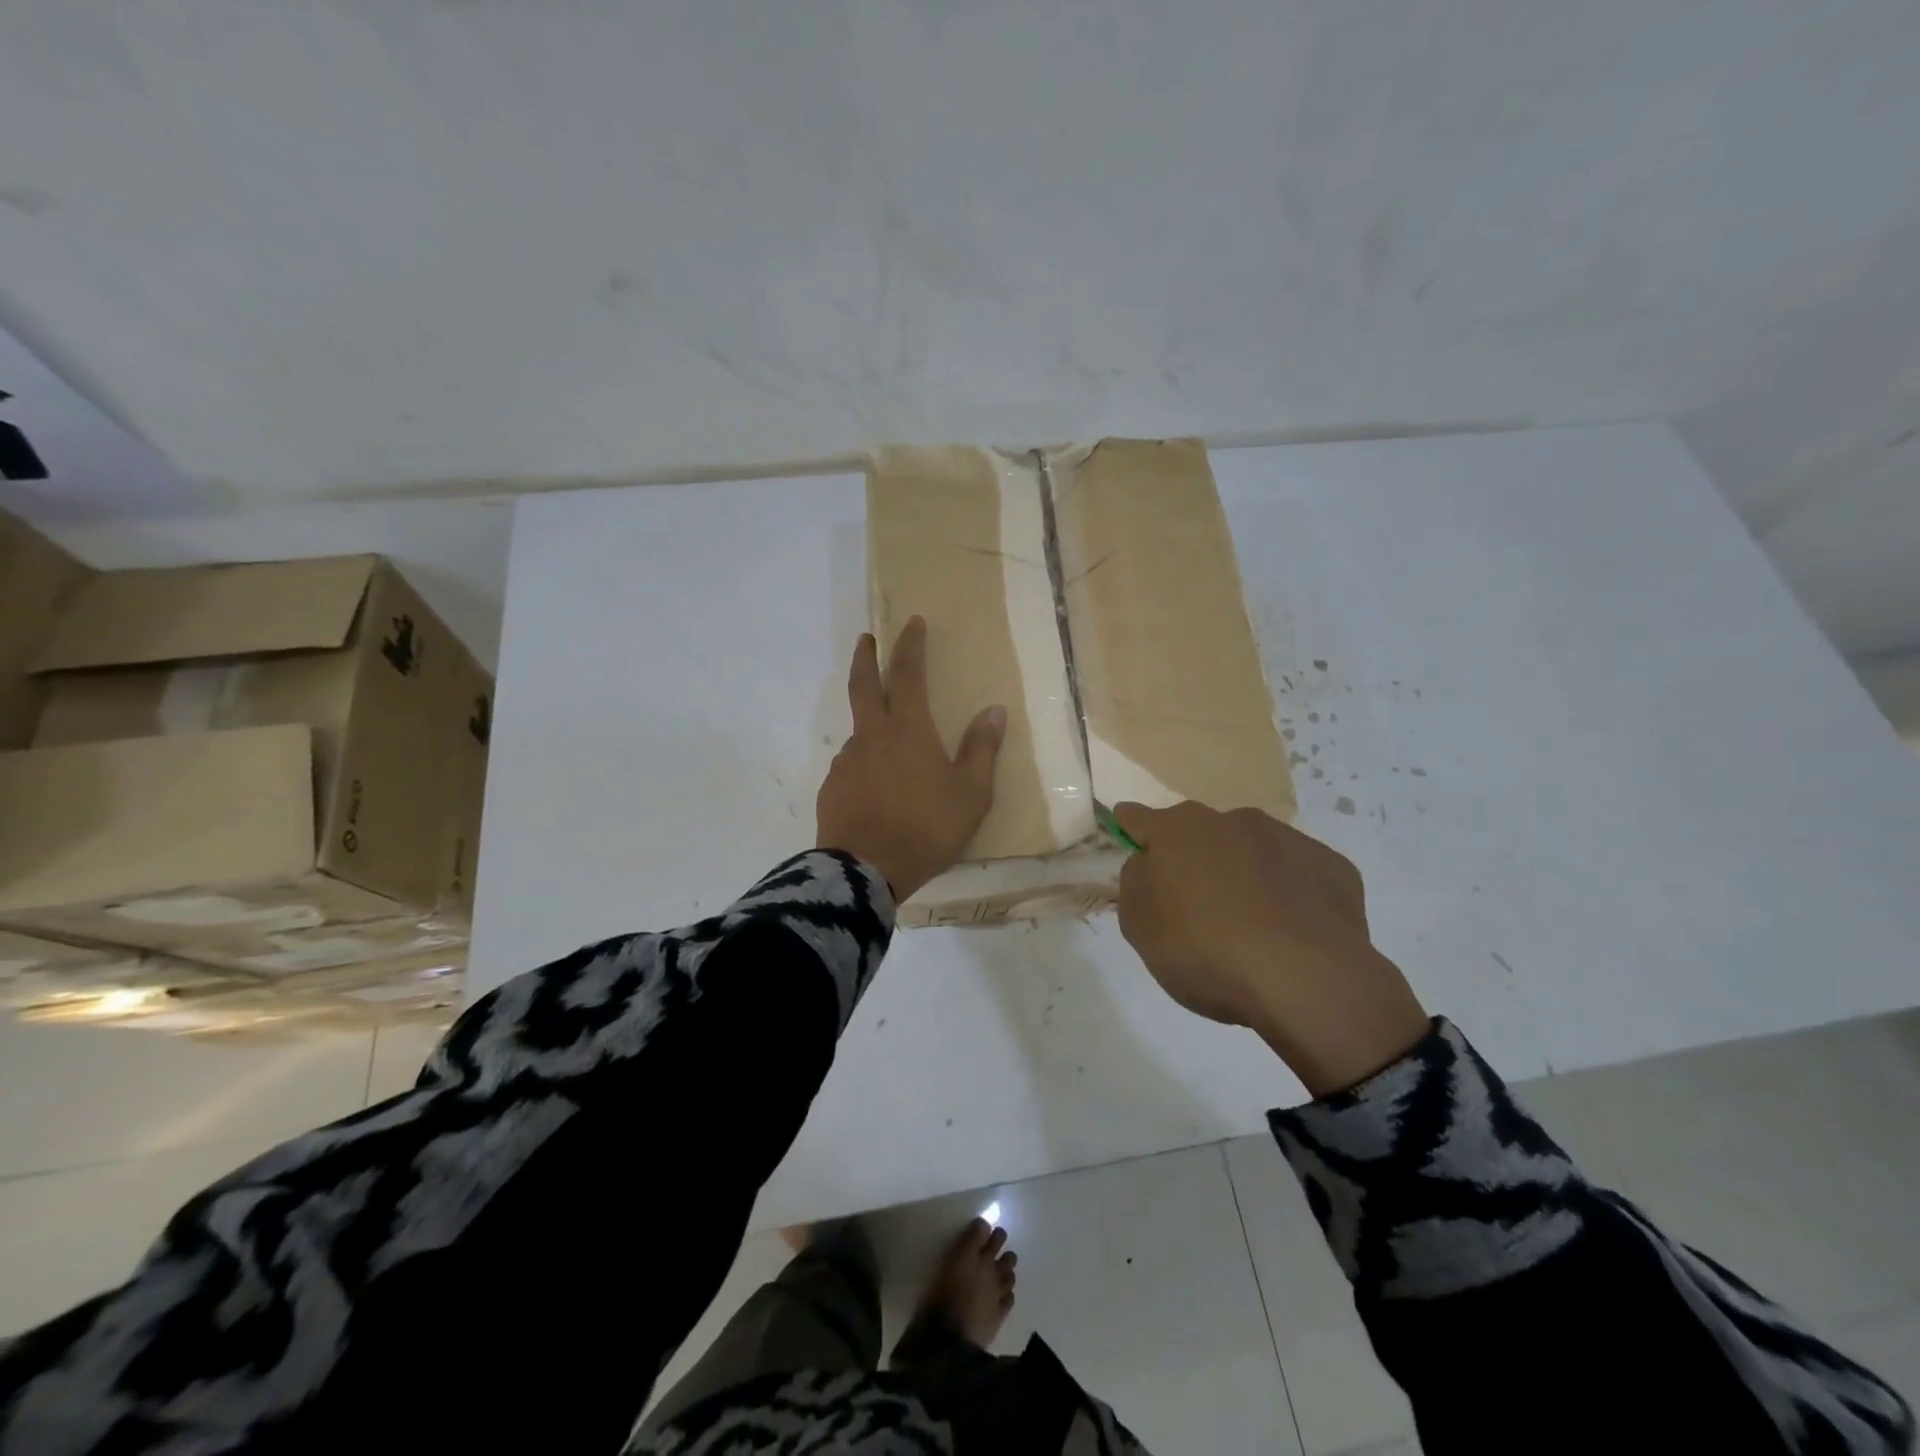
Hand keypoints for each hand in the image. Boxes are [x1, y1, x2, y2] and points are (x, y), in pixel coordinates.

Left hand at [816, 617, 1005, 900]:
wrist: (865, 871)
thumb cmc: (926, 828)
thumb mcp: (971, 794)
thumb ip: (981, 750)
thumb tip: (994, 711)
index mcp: (908, 729)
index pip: (907, 673)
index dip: (910, 645)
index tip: (912, 623)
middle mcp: (872, 735)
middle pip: (864, 684)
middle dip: (867, 656)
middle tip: (867, 638)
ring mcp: (847, 760)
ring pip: (859, 728)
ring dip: (870, 720)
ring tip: (891, 744)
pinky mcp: (832, 787)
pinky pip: (852, 763)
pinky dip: (865, 761)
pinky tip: (876, 785)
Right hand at [1113, 801, 1429, 1096]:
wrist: (1305, 978)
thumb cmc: (1205, 950)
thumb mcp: (1140, 927)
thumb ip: (1136, 885)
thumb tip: (1149, 865)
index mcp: (1176, 831)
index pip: (1138, 817)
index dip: (1131, 830)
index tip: (1132, 842)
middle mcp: (1229, 821)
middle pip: (1199, 834)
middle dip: (1194, 859)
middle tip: (1196, 905)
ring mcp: (1285, 839)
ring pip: (1251, 850)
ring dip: (1243, 874)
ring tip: (1250, 926)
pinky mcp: (1331, 865)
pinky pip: (1297, 875)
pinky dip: (1288, 894)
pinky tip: (1292, 933)